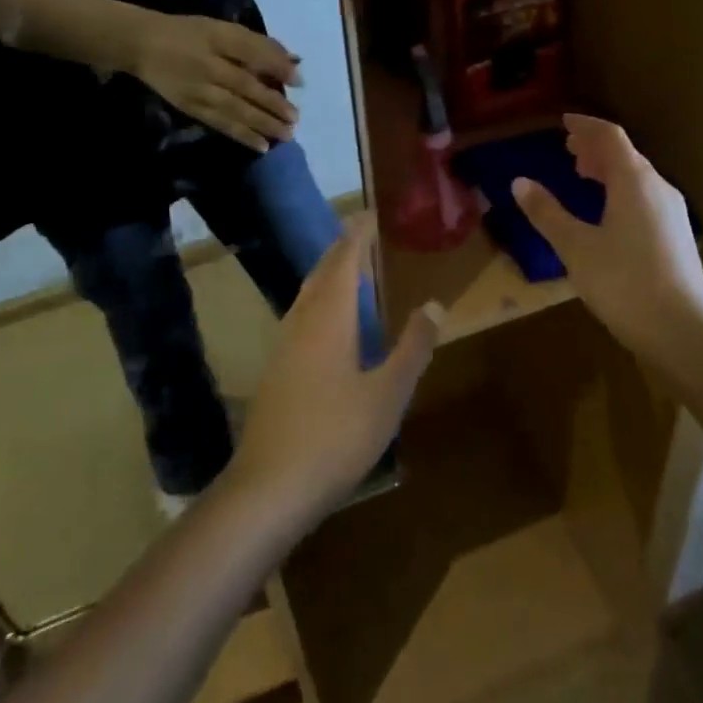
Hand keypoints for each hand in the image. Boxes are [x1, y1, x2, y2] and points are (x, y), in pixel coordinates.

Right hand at [134, 14, 300, 151]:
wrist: (140, 44)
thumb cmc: (188, 33)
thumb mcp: (221, 29)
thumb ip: (256, 44)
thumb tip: (293, 62)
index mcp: (218, 37)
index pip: (252, 51)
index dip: (276, 66)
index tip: (299, 81)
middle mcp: (209, 64)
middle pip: (246, 85)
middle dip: (273, 103)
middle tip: (295, 118)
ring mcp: (198, 89)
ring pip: (235, 109)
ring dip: (262, 124)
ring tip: (286, 135)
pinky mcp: (190, 107)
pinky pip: (219, 123)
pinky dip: (241, 135)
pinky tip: (261, 145)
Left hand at [227, 216, 440, 525]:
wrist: (268, 489)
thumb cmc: (335, 436)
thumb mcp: (388, 394)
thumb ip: (412, 347)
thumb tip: (434, 304)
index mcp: (329, 318)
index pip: (344, 261)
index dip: (358, 235)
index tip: (371, 214)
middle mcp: (302, 323)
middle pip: (321, 273)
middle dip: (342, 250)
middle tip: (364, 234)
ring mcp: (283, 347)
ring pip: (307, 295)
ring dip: (328, 275)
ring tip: (350, 270)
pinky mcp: (276, 372)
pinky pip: (301, 318)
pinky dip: (320, 302)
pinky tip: (329, 325)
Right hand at [511, 114, 702, 360]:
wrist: (681, 330)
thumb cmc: (623, 282)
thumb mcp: (575, 247)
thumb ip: (546, 212)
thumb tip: (519, 182)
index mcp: (634, 181)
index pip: (610, 137)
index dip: (585, 126)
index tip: (564, 123)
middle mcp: (657, 188)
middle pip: (626, 154)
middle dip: (595, 147)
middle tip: (569, 149)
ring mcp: (671, 212)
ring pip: (637, 177)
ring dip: (609, 169)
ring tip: (583, 175)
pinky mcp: (676, 236)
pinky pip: (644, 196)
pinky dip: (621, 189)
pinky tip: (608, 212)